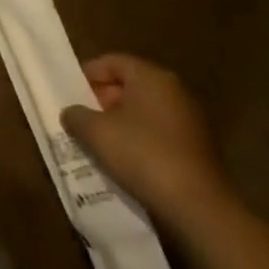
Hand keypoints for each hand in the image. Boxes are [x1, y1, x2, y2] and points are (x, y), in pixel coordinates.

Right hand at [60, 54, 235, 226]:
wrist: (199, 207)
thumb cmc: (143, 155)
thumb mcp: (96, 132)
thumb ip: (76, 115)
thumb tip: (71, 113)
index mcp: (151, 77)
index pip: (112, 61)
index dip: (88, 74)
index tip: (69, 93)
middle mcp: (174, 90)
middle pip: (129, 84)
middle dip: (101, 100)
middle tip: (80, 118)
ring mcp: (189, 119)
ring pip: (143, 111)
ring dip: (118, 122)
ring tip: (97, 142)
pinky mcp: (196, 147)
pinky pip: (158, 132)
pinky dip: (138, 140)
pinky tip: (123, 160)